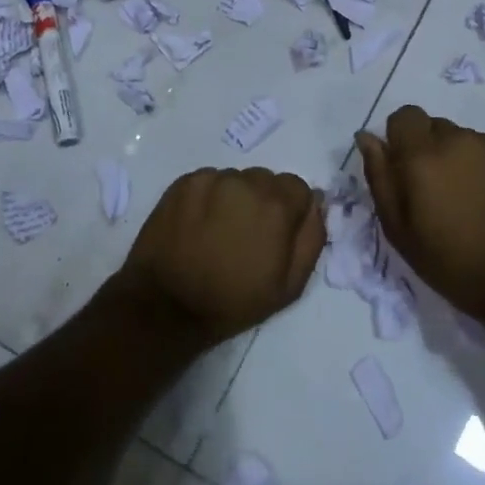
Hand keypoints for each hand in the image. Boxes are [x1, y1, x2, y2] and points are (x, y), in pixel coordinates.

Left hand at [120, 167, 324, 348]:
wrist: (167, 305)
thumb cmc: (233, 300)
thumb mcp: (290, 285)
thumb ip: (312, 237)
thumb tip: (317, 203)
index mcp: (276, 204)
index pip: (298, 188)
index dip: (291, 212)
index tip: (276, 235)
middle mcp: (245, 181)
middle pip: (266, 181)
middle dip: (263, 202)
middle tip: (247, 235)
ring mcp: (211, 179)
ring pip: (237, 180)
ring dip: (235, 198)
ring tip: (219, 231)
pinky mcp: (183, 182)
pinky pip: (209, 181)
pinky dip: (208, 197)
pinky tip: (199, 224)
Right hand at [356, 106, 484, 330]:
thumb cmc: (454, 262)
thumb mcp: (400, 231)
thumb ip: (380, 178)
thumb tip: (367, 139)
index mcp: (422, 155)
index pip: (403, 117)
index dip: (398, 139)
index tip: (403, 171)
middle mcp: (456, 139)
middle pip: (432, 126)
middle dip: (425, 150)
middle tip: (432, 192)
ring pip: (459, 139)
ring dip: (453, 158)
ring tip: (463, 199)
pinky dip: (478, 167)